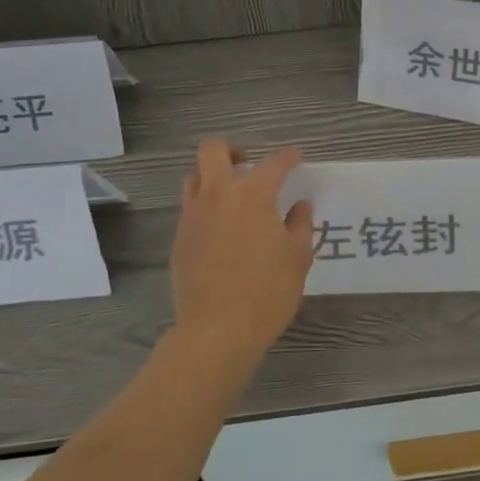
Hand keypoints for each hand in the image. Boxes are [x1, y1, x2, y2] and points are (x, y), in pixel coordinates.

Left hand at [169, 139, 314, 364]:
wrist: (216, 331)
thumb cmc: (267, 292)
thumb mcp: (298, 258)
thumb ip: (300, 225)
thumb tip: (300, 205)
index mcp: (253, 196)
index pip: (274, 163)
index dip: (288, 157)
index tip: (296, 158)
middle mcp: (219, 196)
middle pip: (213, 151)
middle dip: (231, 149)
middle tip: (247, 163)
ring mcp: (194, 216)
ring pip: (194, 177)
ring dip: (211, 176)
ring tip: (230, 194)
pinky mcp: (180, 239)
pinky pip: (190, 209)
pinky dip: (205, 207)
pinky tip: (220, 229)